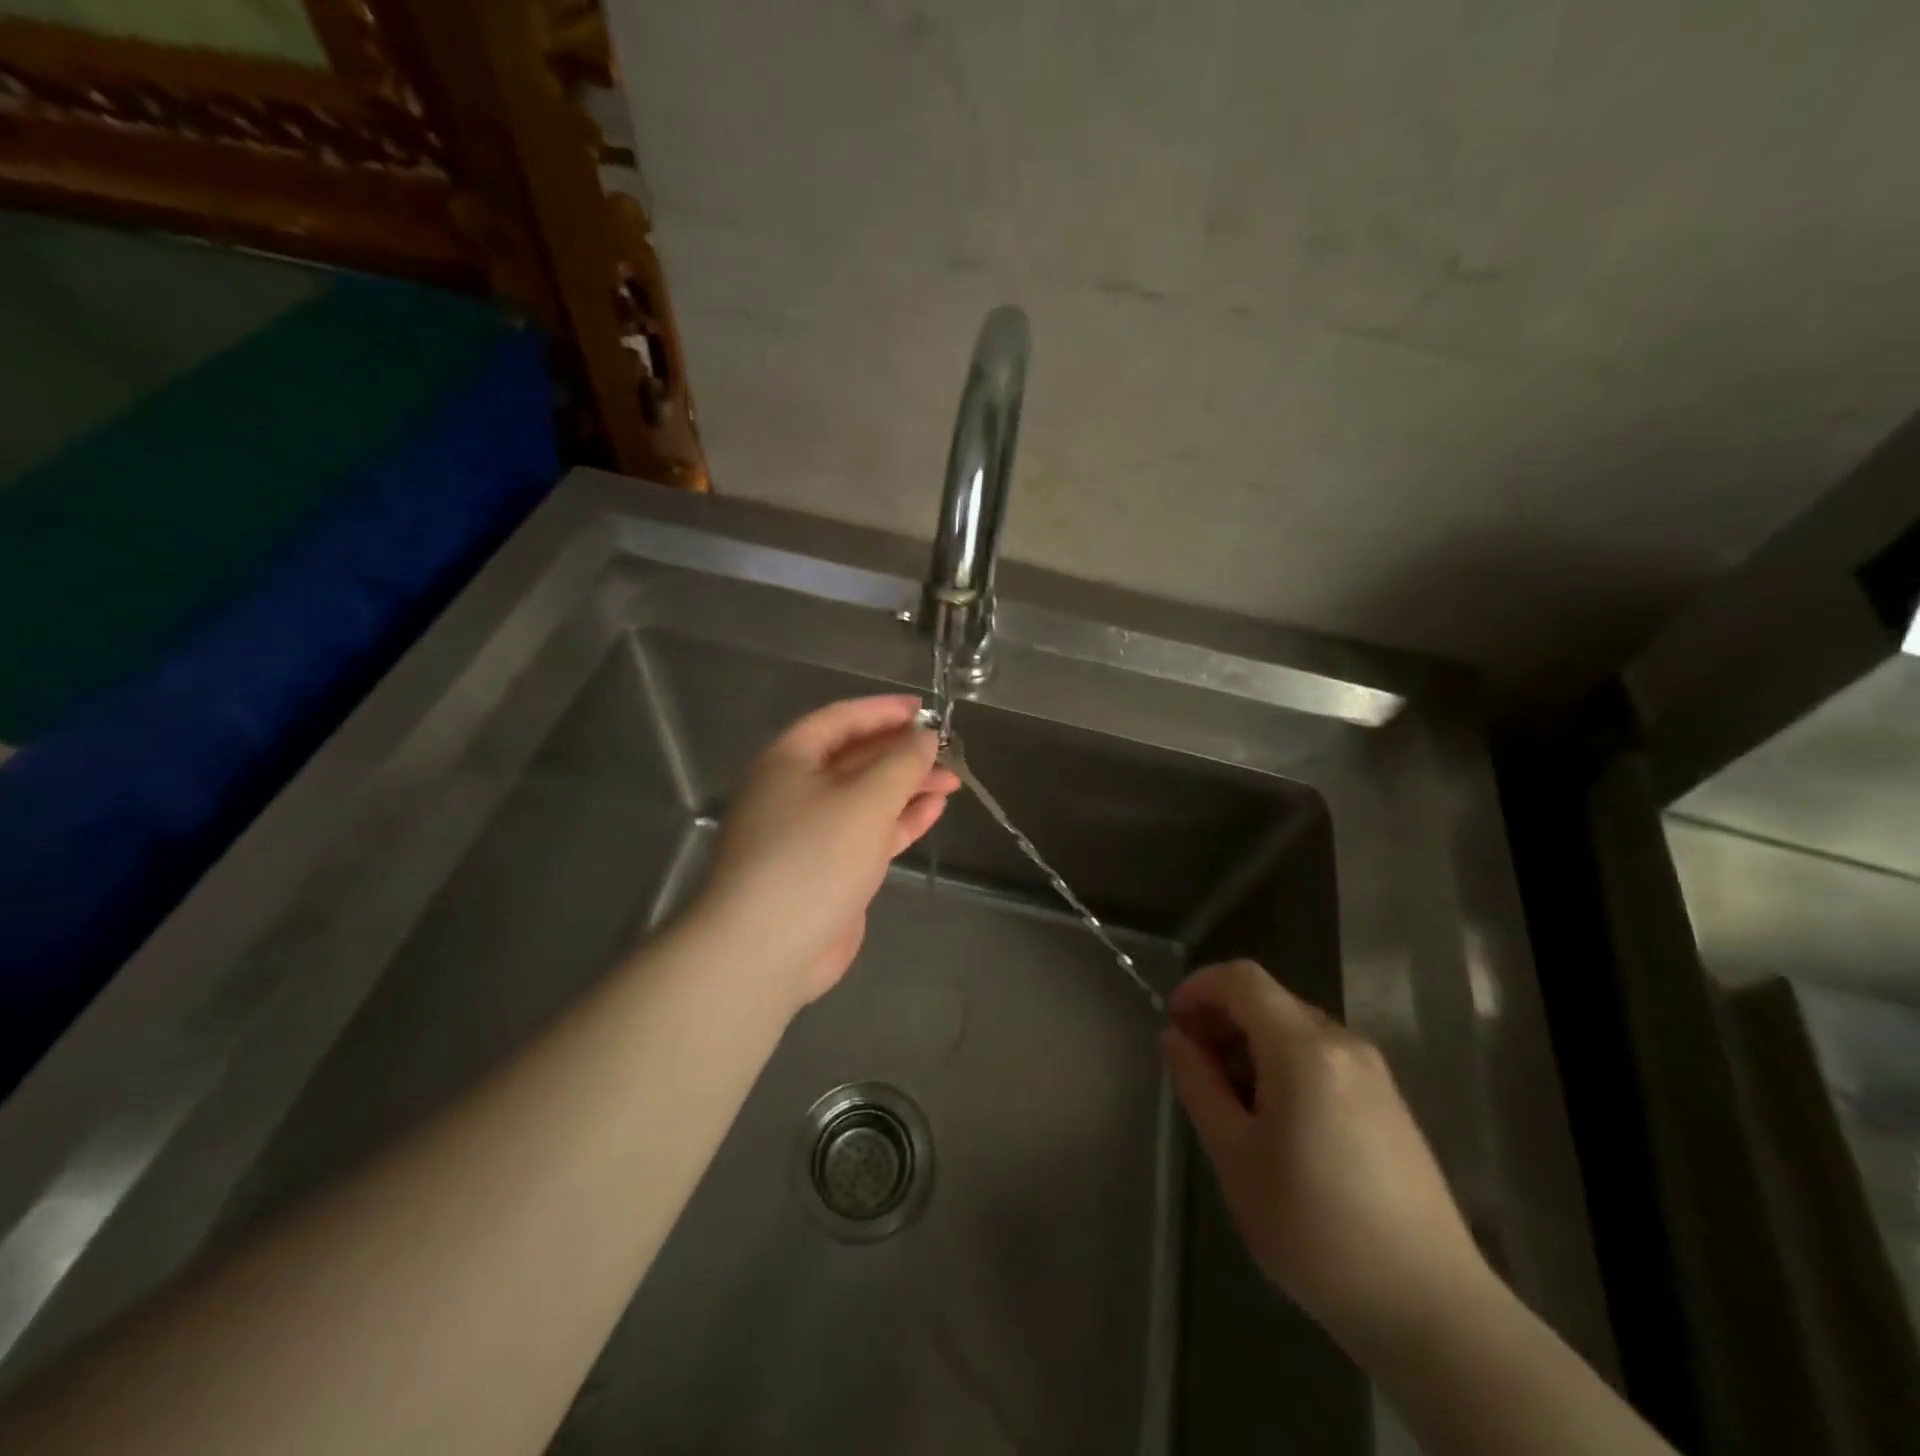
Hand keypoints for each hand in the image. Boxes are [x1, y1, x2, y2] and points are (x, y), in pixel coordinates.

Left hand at [695, 696, 959, 1007]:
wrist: (766, 949)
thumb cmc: (813, 857)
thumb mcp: (864, 800)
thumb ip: (901, 763)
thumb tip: (924, 737)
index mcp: (789, 761)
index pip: (840, 720)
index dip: (883, 711)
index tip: (925, 709)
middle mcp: (797, 790)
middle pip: (855, 758)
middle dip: (902, 752)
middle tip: (948, 749)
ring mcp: (812, 833)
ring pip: (866, 797)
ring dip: (907, 786)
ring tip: (953, 780)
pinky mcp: (828, 869)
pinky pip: (868, 833)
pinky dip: (900, 820)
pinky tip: (933, 811)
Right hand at [1162, 959, 1492, 1359]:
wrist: (1432, 1309)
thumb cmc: (1315, 1229)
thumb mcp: (1235, 1157)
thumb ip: (1198, 1085)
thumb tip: (1175, 1038)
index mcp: (1304, 1048)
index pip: (1241, 979)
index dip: (1198, 988)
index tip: (1173, 1026)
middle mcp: (1343, 1043)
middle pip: (1268, 999)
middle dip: (1221, 1019)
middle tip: (1194, 1068)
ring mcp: (1373, 1072)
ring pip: (1294, 1027)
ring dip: (1251, 1044)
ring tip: (1230, 1102)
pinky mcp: (1389, 1101)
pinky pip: (1322, 1055)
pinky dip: (1284, 1064)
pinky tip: (1277, 1122)